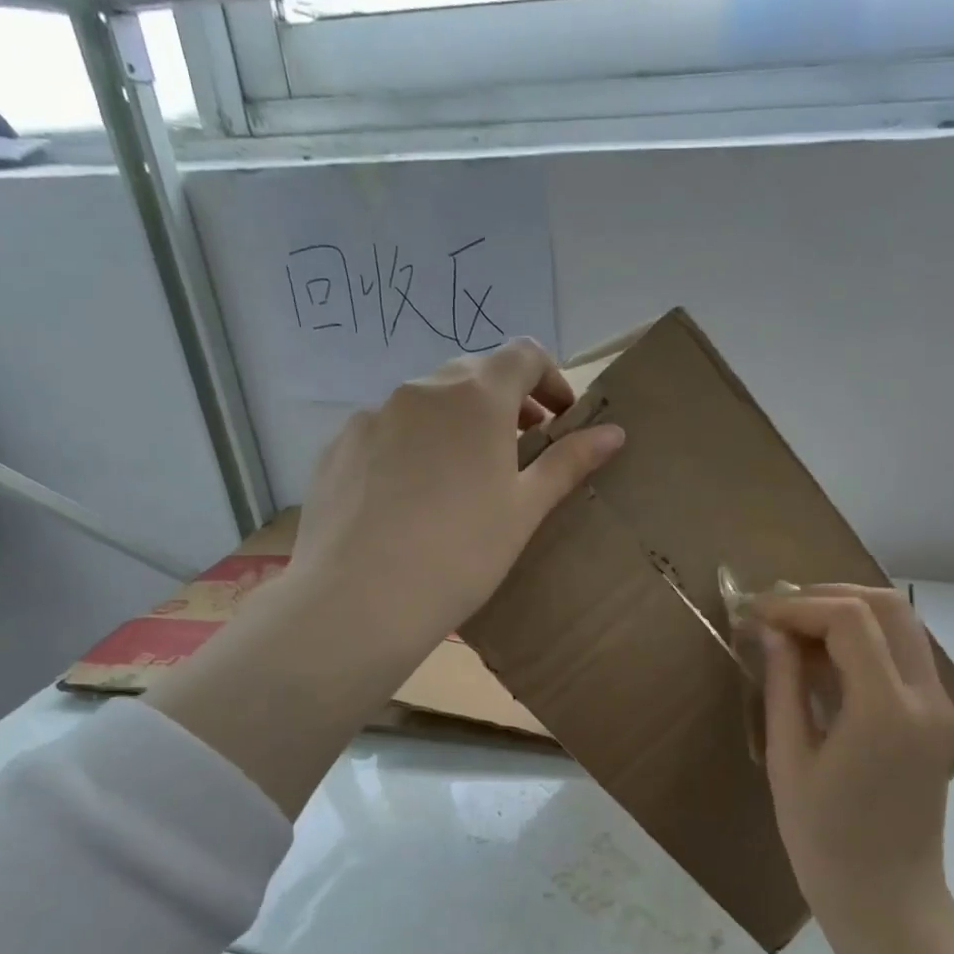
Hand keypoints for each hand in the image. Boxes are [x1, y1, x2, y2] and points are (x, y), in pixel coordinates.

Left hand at [285, 338, 623, 668]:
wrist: (359, 600)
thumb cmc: (462, 553)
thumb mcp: (525, 509)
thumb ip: (568, 461)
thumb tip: (614, 432)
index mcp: (476, 397)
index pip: (524, 354)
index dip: (551, 379)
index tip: (559, 419)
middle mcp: (421, 390)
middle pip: (474, 374)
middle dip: (506, 401)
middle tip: (520, 449)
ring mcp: (372, 415)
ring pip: (426, 402)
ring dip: (456, 422)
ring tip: (463, 478)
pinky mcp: (338, 446)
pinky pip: (387, 429)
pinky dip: (412, 444)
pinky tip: (410, 498)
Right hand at [755, 586, 953, 940]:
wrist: (888, 899)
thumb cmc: (824, 840)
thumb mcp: (788, 759)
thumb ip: (783, 684)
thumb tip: (771, 631)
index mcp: (885, 711)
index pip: (849, 620)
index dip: (798, 605)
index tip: (758, 615)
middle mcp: (926, 698)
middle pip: (887, 606)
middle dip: (828, 596)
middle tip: (780, 613)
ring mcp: (940, 707)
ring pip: (903, 623)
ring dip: (850, 612)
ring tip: (798, 628)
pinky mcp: (938, 718)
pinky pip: (906, 653)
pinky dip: (867, 638)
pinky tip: (827, 656)